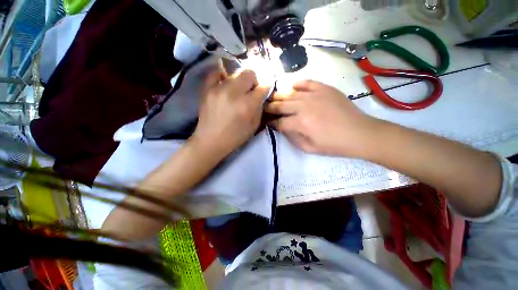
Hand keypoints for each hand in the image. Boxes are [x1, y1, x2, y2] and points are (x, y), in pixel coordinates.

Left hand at [191, 69, 268, 157]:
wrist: (211, 141)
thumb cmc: (235, 136)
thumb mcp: (254, 126)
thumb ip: (259, 108)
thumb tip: (260, 95)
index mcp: (247, 105)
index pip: (263, 86)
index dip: (265, 87)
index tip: (263, 90)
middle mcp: (234, 93)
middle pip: (249, 73)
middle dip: (253, 81)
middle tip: (250, 91)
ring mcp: (218, 89)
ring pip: (235, 73)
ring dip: (239, 82)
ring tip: (236, 92)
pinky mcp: (206, 89)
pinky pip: (215, 73)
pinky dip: (222, 76)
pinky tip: (224, 83)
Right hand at [265, 80, 376, 156]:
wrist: (359, 133)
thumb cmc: (333, 144)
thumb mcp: (308, 148)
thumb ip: (292, 138)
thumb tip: (282, 128)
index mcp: (300, 123)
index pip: (279, 122)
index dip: (271, 123)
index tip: (267, 123)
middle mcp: (303, 107)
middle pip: (280, 105)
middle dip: (269, 108)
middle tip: (264, 108)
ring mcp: (313, 95)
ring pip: (289, 93)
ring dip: (278, 96)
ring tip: (272, 98)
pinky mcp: (323, 88)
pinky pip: (305, 82)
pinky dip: (296, 84)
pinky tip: (292, 87)